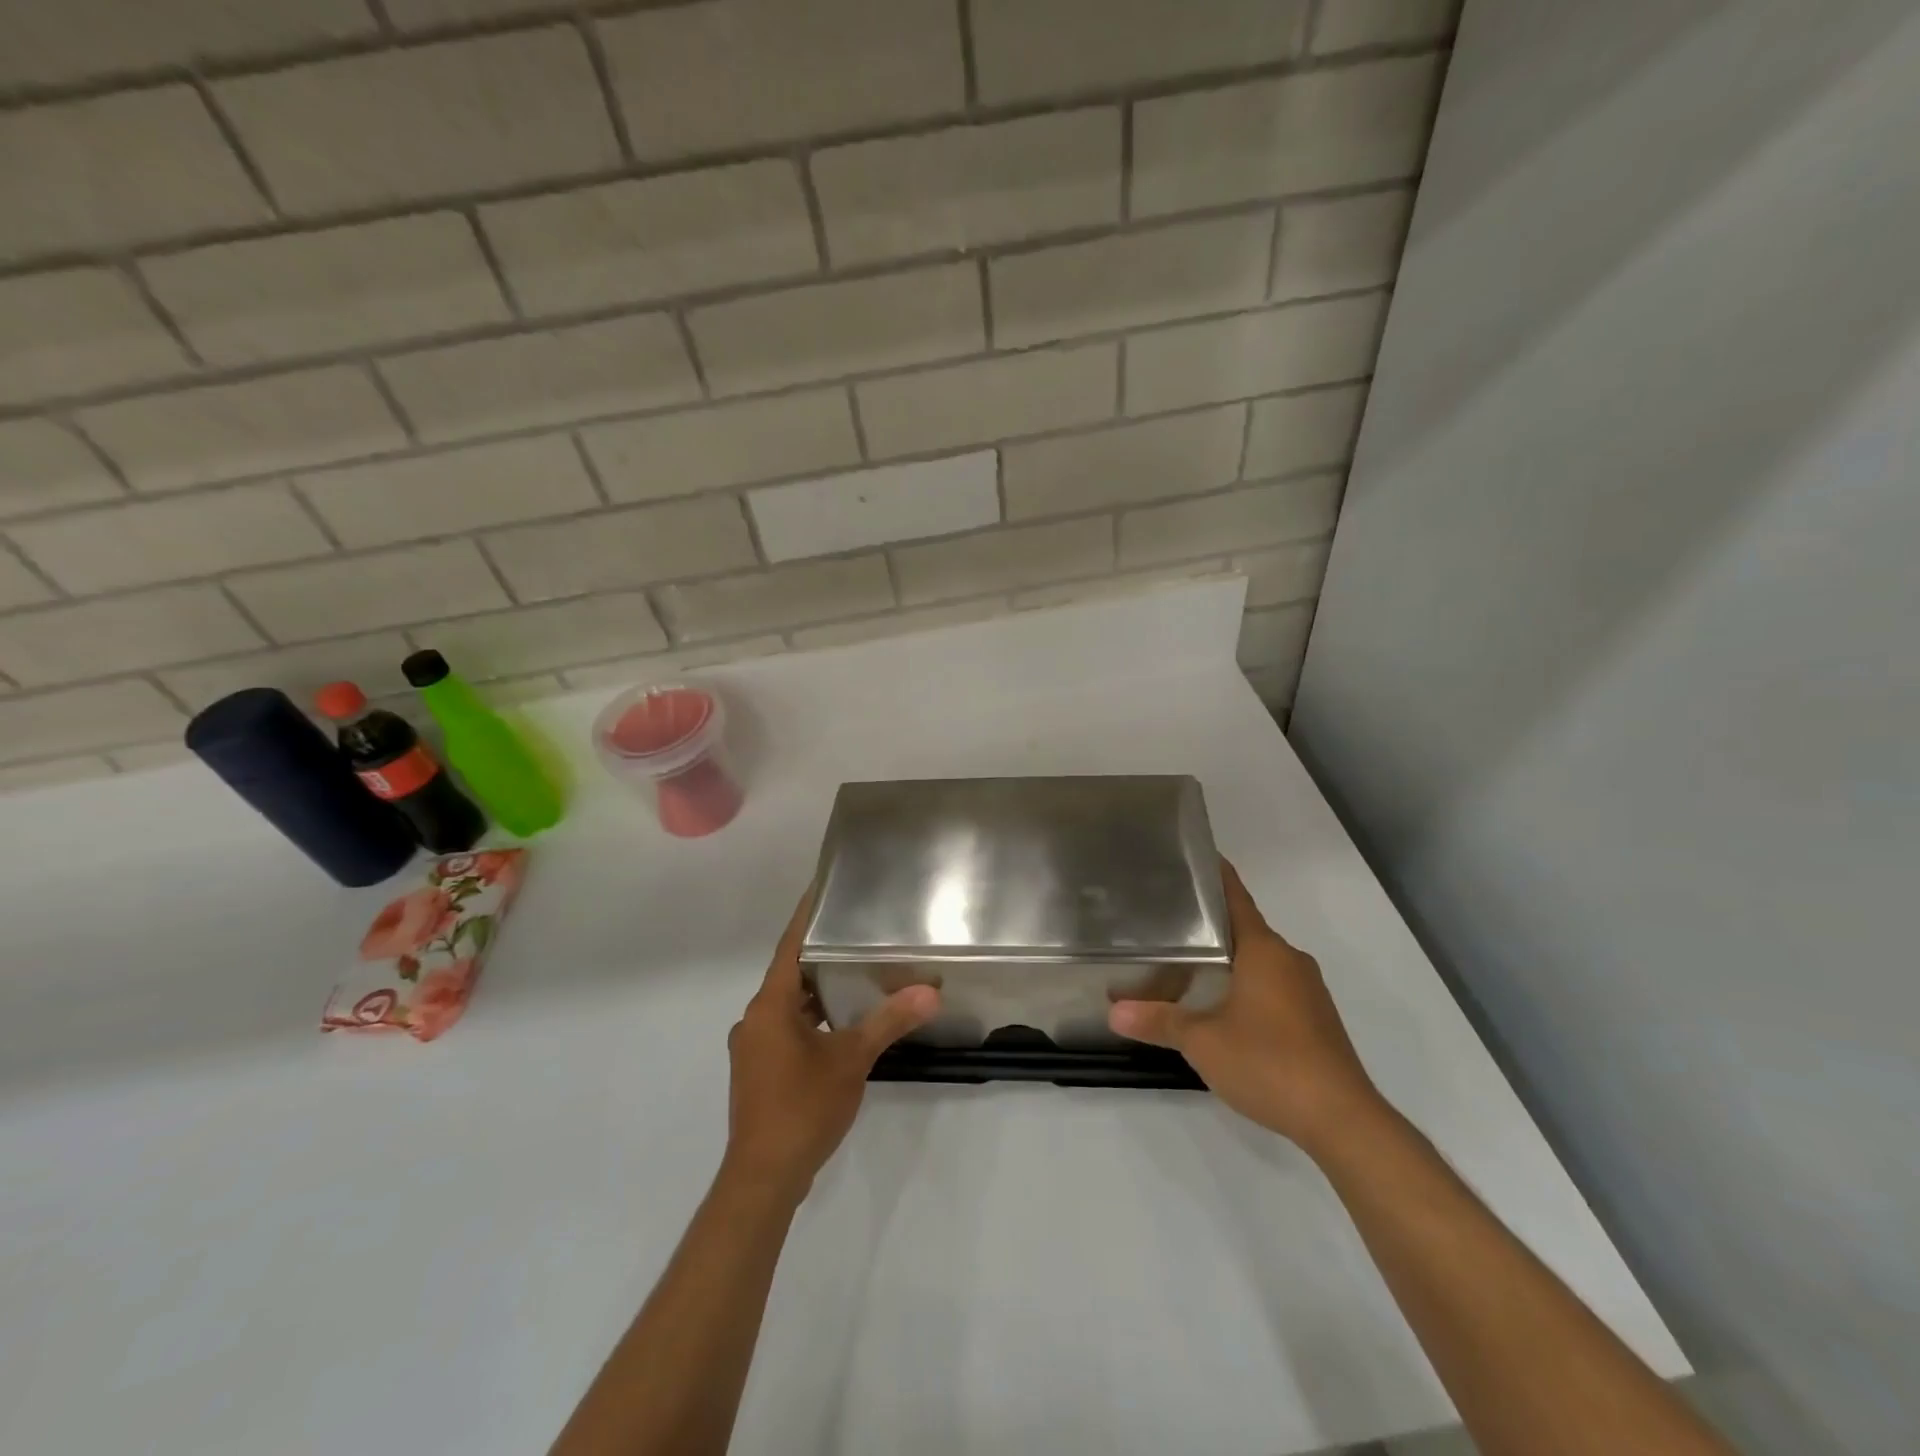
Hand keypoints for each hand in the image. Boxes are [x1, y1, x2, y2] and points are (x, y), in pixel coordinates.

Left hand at [723, 889, 939, 1199]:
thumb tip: (929, 991)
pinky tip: (838, 1027)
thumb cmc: (803, 1107)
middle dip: (820, 957)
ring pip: (787, 1006)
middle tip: (855, 935)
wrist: (764, 1177)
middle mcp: (753, 1020)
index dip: (805, 918)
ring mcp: (752, 1048)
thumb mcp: (852, 1059)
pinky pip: (784, 1030)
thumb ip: (889, 1021)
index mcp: (769, 1007)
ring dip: (816, 993)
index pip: (789, 948)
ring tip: (855, 976)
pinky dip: (809, 1020)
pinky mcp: (757, 1072)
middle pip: (788, 976)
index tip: (821, 890)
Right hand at [1109, 860, 1384, 1156]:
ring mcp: (1307, 991)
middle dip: (1210, 923)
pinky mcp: (1316, 1019)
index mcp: (1264, 950)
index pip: (1236, 899)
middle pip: (1245, 929)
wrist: (1342, 1119)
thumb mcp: (1202, 1042)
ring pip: (1260, 961)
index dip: (1215, 876)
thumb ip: (1158, 1021)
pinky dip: (1246, 985)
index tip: (1191, 859)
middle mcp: (1289, 960)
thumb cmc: (1269, 1062)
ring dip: (1229, 959)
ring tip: (1186, 962)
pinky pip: (1274, 986)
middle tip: (1168, 919)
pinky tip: (1222, 1006)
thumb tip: (1113, 1011)